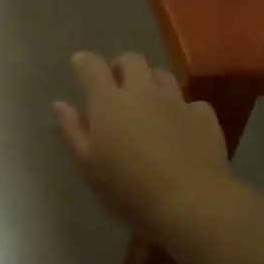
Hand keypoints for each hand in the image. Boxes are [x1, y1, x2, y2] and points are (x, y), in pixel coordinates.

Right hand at [53, 52, 236, 242]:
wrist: (190, 202)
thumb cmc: (128, 188)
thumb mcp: (87, 165)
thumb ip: (71, 131)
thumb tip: (59, 104)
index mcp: (109, 102)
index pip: (92, 67)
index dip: (84, 61)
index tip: (80, 62)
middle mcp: (143, 92)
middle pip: (131, 60)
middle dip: (121, 66)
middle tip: (116, 83)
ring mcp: (177, 102)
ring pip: (163, 75)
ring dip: (151, 81)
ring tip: (148, 100)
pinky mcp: (204, 118)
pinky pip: (192, 103)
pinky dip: (183, 109)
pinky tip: (182, 125)